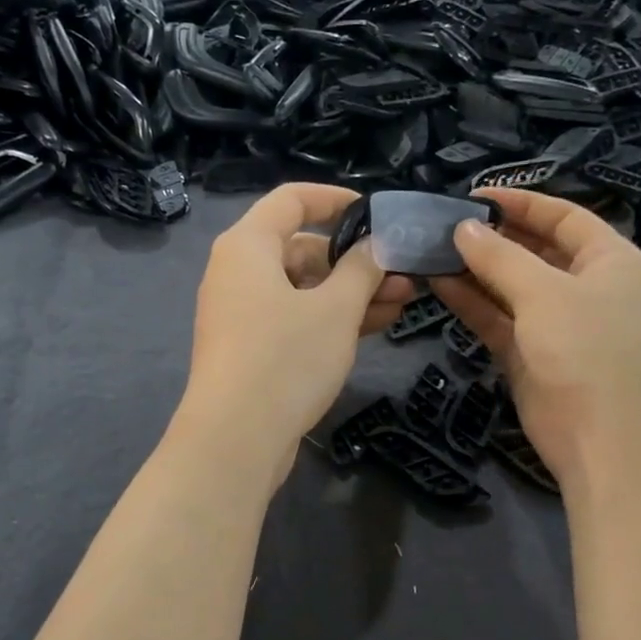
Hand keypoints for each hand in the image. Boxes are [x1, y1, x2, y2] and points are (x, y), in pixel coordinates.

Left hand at [179, 184, 414, 483]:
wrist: (236, 439)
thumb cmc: (286, 359)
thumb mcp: (336, 309)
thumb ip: (361, 269)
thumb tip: (376, 246)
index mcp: (248, 246)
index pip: (292, 200)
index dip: (336, 200)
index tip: (376, 212)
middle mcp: (239, 273)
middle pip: (301, 249)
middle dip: (355, 260)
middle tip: (404, 274)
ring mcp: (243, 314)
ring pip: (303, 289)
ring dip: (351, 293)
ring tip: (403, 302)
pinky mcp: (251, 349)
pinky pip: (295, 319)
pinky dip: (330, 319)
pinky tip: (376, 325)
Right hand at [430, 188, 640, 490]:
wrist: (608, 443)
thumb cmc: (589, 352)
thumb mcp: (546, 294)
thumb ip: (500, 258)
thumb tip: (463, 228)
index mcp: (609, 260)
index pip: (563, 216)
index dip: (520, 202)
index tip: (473, 195)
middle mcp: (585, 287)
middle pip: (534, 250)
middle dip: (491, 238)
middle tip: (442, 225)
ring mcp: (557, 325)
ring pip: (510, 287)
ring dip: (474, 271)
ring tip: (430, 251)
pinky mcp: (531, 356)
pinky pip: (498, 320)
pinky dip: (472, 304)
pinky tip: (438, 285)